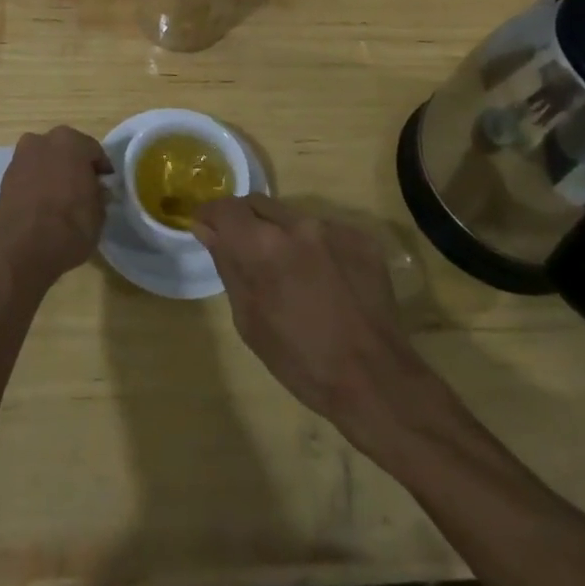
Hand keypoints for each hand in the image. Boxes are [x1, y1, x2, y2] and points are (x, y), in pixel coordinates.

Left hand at [0, 126, 111, 288]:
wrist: (20, 252)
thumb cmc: (68, 228)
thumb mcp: (98, 215)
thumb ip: (99, 195)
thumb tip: (96, 190)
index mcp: (70, 142)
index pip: (93, 151)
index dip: (101, 170)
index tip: (105, 186)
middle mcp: (42, 141)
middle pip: (65, 150)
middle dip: (74, 166)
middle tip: (83, 190)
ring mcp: (20, 158)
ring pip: (44, 161)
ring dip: (53, 173)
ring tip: (60, 199)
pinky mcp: (4, 178)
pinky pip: (28, 176)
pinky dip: (36, 185)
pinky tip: (42, 206)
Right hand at [192, 196, 436, 436]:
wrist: (378, 381)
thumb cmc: (302, 362)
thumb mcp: (249, 321)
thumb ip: (228, 266)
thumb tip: (206, 229)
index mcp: (262, 244)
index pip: (224, 207)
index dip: (211, 215)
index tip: (206, 229)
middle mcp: (296, 223)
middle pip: (257, 204)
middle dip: (245, 222)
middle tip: (246, 253)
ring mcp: (332, 227)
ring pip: (292, 217)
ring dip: (282, 236)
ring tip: (293, 274)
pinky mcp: (360, 237)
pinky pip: (324, 231)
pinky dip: (315, 248)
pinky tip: (326, 282)